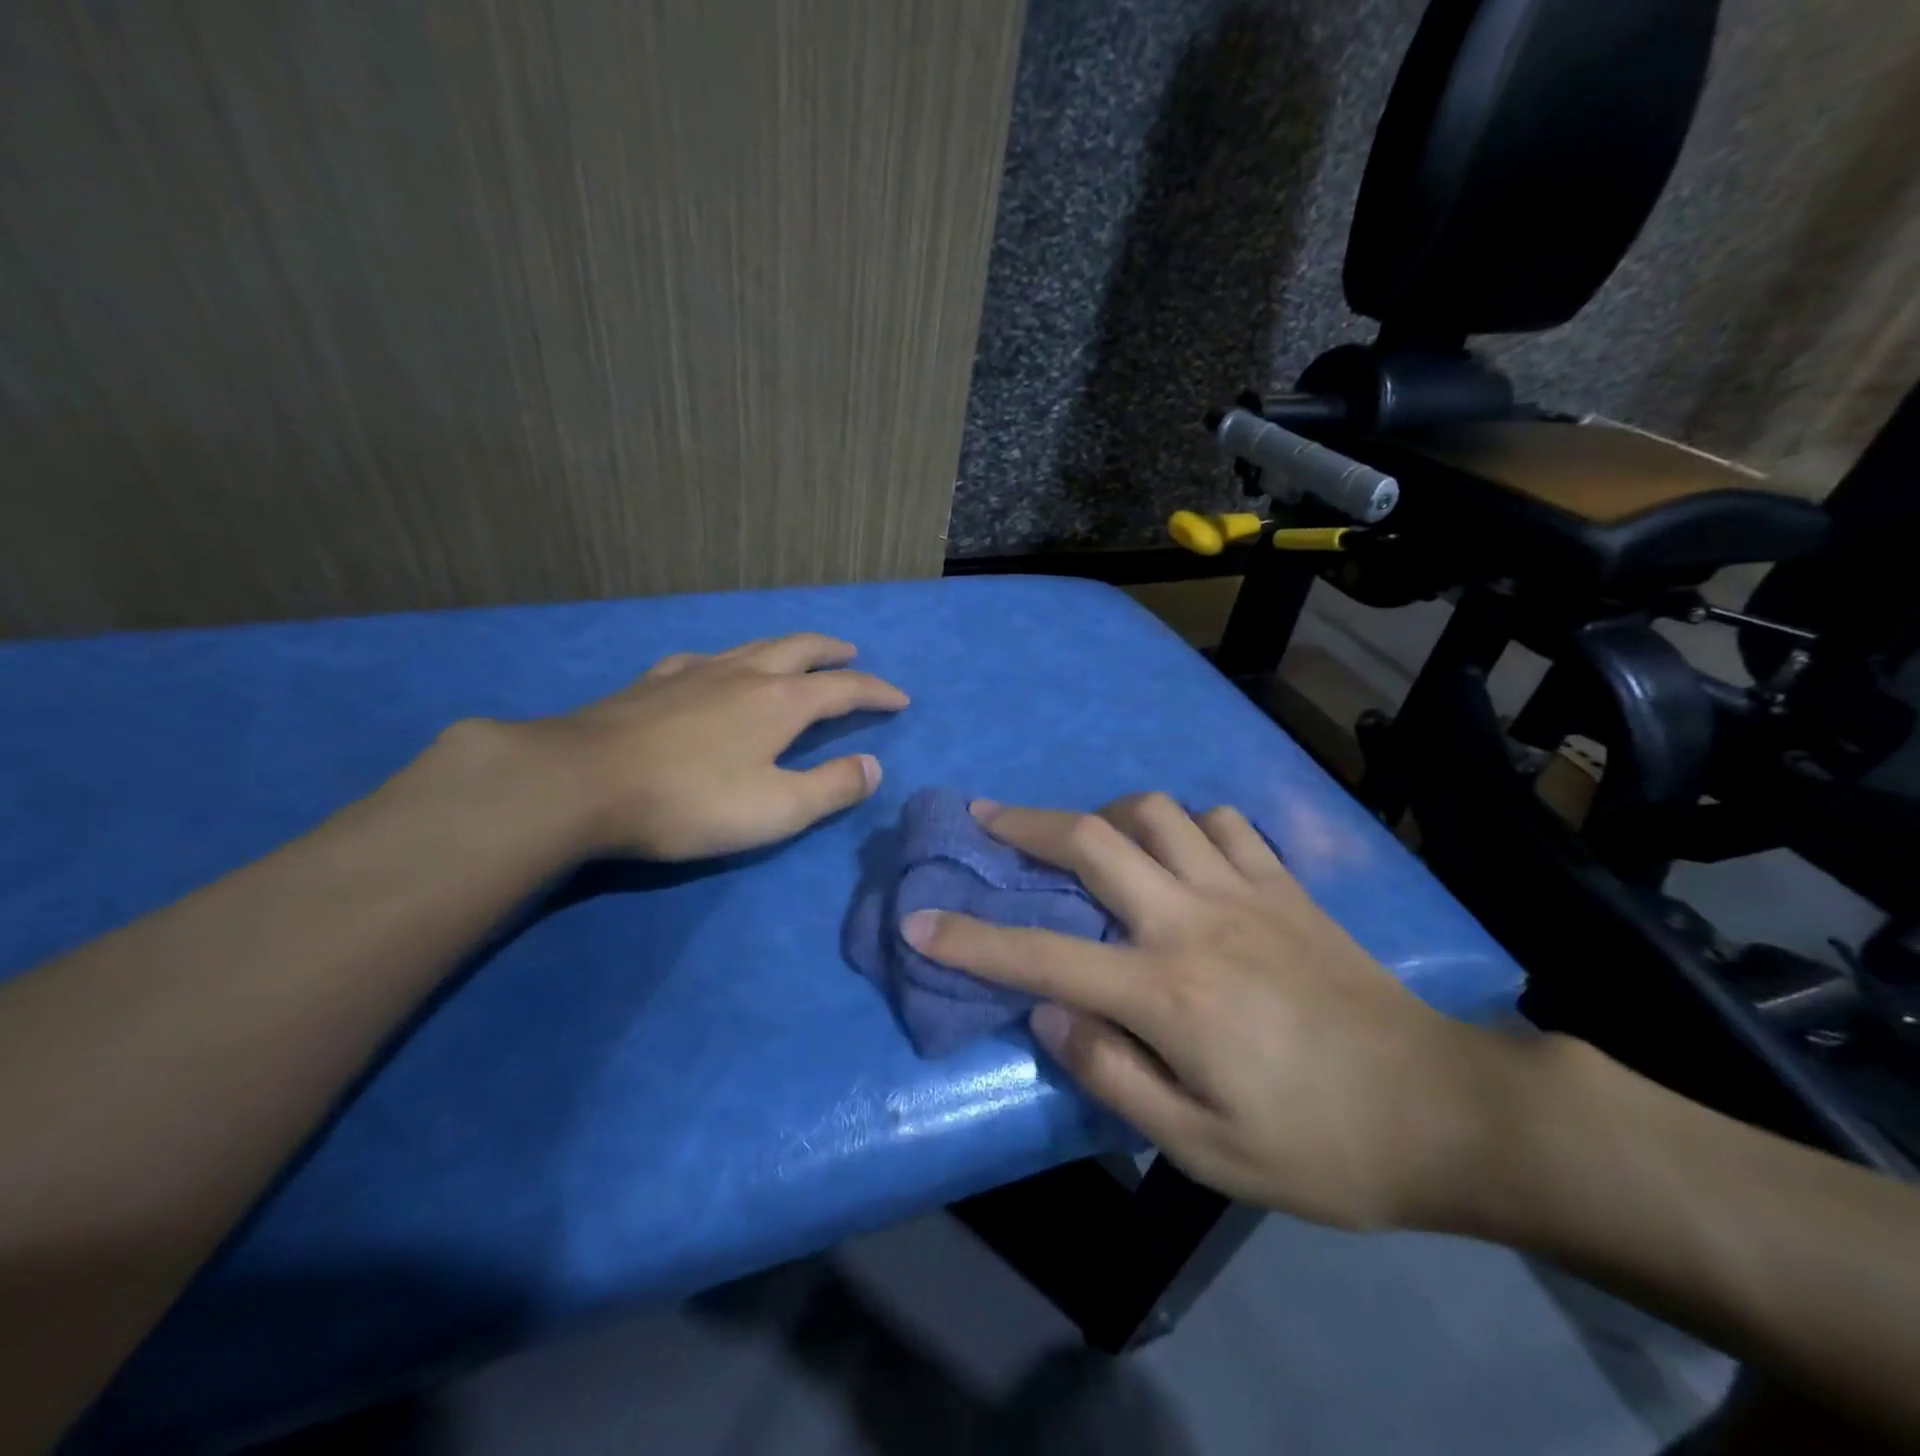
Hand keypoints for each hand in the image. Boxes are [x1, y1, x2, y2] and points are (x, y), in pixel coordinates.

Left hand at [506, 633, 907, 860]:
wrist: (582, 782)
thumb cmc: (691, 801)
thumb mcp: (777, 809)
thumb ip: (832, 787)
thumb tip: (873, 767)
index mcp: (782, 702)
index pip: (845, 689)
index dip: (877, 692)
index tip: (901, 699)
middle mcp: (745, 673)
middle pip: (801, 649)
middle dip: (834, 653)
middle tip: (853, 656)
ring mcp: (696, 671)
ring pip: (755, 645)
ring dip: (788, 647)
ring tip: (799, 654)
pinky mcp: (655, 681)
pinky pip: (706, 658)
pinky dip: (730, 660)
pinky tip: (717, 669)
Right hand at [901, 794, 1521, 1230]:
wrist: (1445, 1110)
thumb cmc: (1318, 1145)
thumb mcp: (1204, 1148)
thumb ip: (1113, 1075)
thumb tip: (1048, 1015)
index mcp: (1167, 992)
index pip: (1042, 955)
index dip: (970, 939)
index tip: (919, 920)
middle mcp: (1195, 920)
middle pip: (1093, 841)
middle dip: (1025, 823)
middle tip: (985, 816)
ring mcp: (1245, 890)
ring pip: (1157, 812)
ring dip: (1107, 815)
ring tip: (1088, 838)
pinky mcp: (1286, 885)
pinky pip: (1224, 823)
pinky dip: (1188, 826)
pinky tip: (1181, 852)